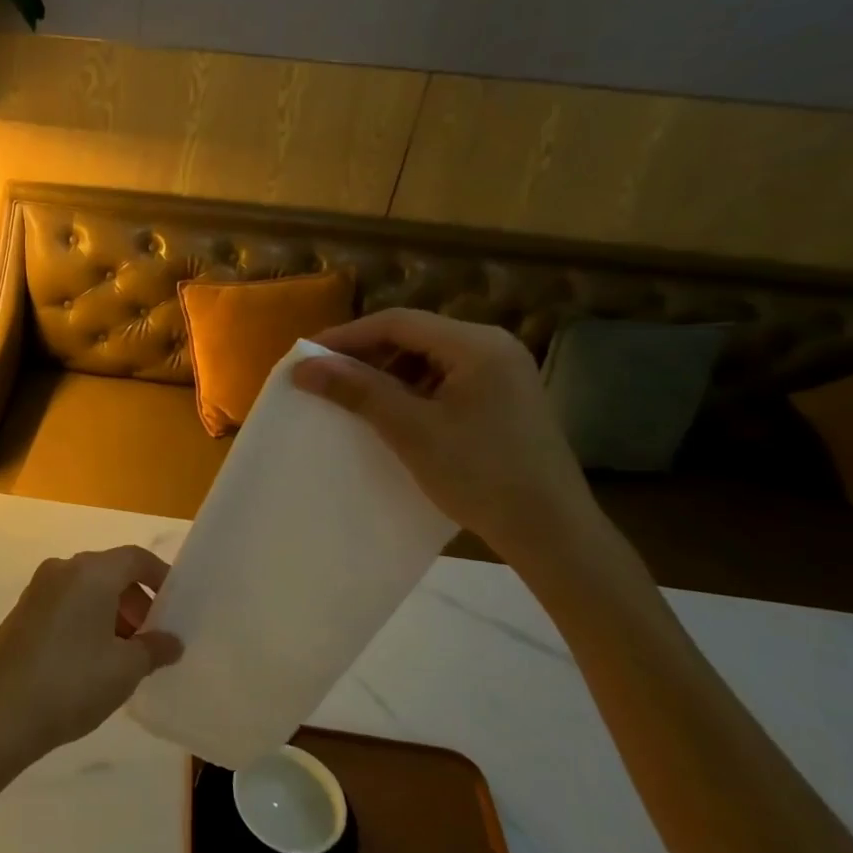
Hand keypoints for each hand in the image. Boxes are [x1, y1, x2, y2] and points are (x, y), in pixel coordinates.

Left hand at [0, 547, 182, 774]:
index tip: (176, 608)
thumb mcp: (124, 669)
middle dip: (137, 601)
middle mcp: (62, 570)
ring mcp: (37, 591)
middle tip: (152, 638)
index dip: (161, 578)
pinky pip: (65, 605)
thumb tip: (171, 641)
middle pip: (110, 572)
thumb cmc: (70, 683)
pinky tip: (92, 661)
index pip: (135, 558)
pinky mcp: (21, 614)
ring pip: (86, 590)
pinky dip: (87, 621)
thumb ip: (154, 649)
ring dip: (112, 613)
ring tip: (125, 656)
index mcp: (90, 572)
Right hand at [292, 308, 598, 562]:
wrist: (550, 530)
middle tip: (325, 379)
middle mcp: (493, 347)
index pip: (398, 322)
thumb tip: (303, 367)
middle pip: (414, 336)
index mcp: (476, 344)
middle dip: (365, 355)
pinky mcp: (501, 399)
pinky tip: (391, 415)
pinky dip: (410, 391)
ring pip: (427, 359)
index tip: (306, 356)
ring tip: (353, 399)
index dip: (347, 336)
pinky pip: (444, 381)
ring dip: (386, 374)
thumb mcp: (410, 430)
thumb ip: (357, 390)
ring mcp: (501, 373)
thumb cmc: (479, 473)